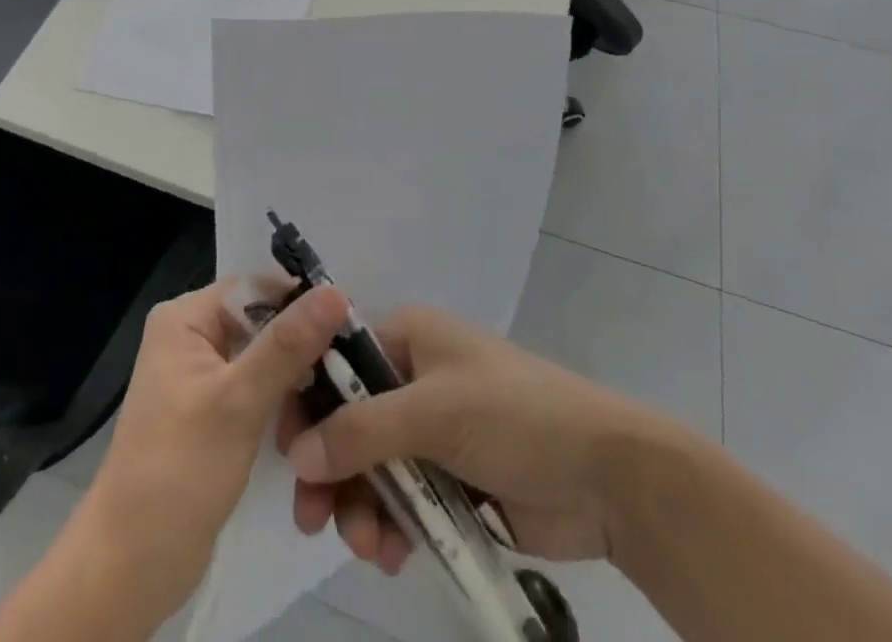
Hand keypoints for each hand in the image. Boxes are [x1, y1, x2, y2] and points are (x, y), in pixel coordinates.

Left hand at [71, 280, 350, 628]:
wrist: (132, 566)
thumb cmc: (179, 471)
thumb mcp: (238, 402)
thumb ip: (287, 344)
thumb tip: (335, 292)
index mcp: (186, 317)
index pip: (256, 287)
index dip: (302, 302)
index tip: (350, 326)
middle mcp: (191, 335)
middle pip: (262, 321)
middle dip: (303, 345)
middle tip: (352, 370)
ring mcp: (201, 375)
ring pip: (264, 357)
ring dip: (297, 379)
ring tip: (339, 401)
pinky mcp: (212, 412)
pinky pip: (257, 389)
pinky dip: (282, 402)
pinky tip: (312, 423)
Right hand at [281, 304, 673, 566]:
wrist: (605, 477)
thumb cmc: (515, 415)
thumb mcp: (433, 412)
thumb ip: (361, 431)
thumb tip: (297, 455)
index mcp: (407, 337)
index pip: (336, 358)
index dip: (307, 398)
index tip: (286, 448)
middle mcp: (412, 377)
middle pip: (348, 418)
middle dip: (330, 467)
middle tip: (311, 517)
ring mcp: (431, 430)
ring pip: (370, 465)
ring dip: (359, 505)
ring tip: (367, 546)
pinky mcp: (450, 479)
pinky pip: (401, 499)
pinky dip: (390, 525)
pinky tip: (392, 554)